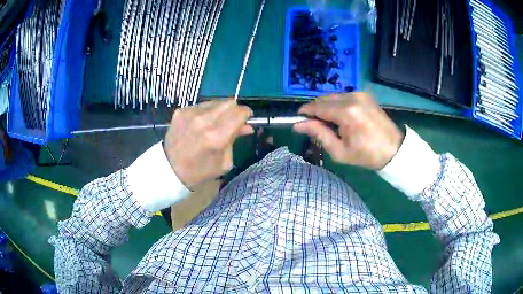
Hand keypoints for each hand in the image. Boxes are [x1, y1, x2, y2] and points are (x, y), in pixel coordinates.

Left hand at [164, 99, 253, 188]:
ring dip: (220, 110)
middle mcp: (204, 120)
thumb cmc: (201, 170)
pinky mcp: (181, 111)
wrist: (170, 169)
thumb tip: (247, 126)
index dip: (246, 114)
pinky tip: (200, 124)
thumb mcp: (224, 162)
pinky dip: (205, 112)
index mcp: (217, 137)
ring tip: (214, 123)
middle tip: (231, 121)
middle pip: (229, 102)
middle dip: (234, 110)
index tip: (246, 119)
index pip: (240, 112)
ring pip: (215, 101)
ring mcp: (190, 113)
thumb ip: (235, 140)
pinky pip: (201, 105)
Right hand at [294, 93, 403, 169]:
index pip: (317, 107)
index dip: (305, 112)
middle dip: (316, 109)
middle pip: (324, 99)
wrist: (394, 149)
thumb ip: (318, 134)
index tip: (298, 119)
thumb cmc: (366, 155)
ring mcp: (360, 94)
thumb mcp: (339, 151)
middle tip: (315, 125)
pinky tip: (341, 117)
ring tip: (329, 123)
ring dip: (326, 106)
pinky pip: (344, 96)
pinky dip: (337, 104)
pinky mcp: (365, 95)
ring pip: (333, 96)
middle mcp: (352, 97)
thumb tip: (298, 125)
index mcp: (346, 113)